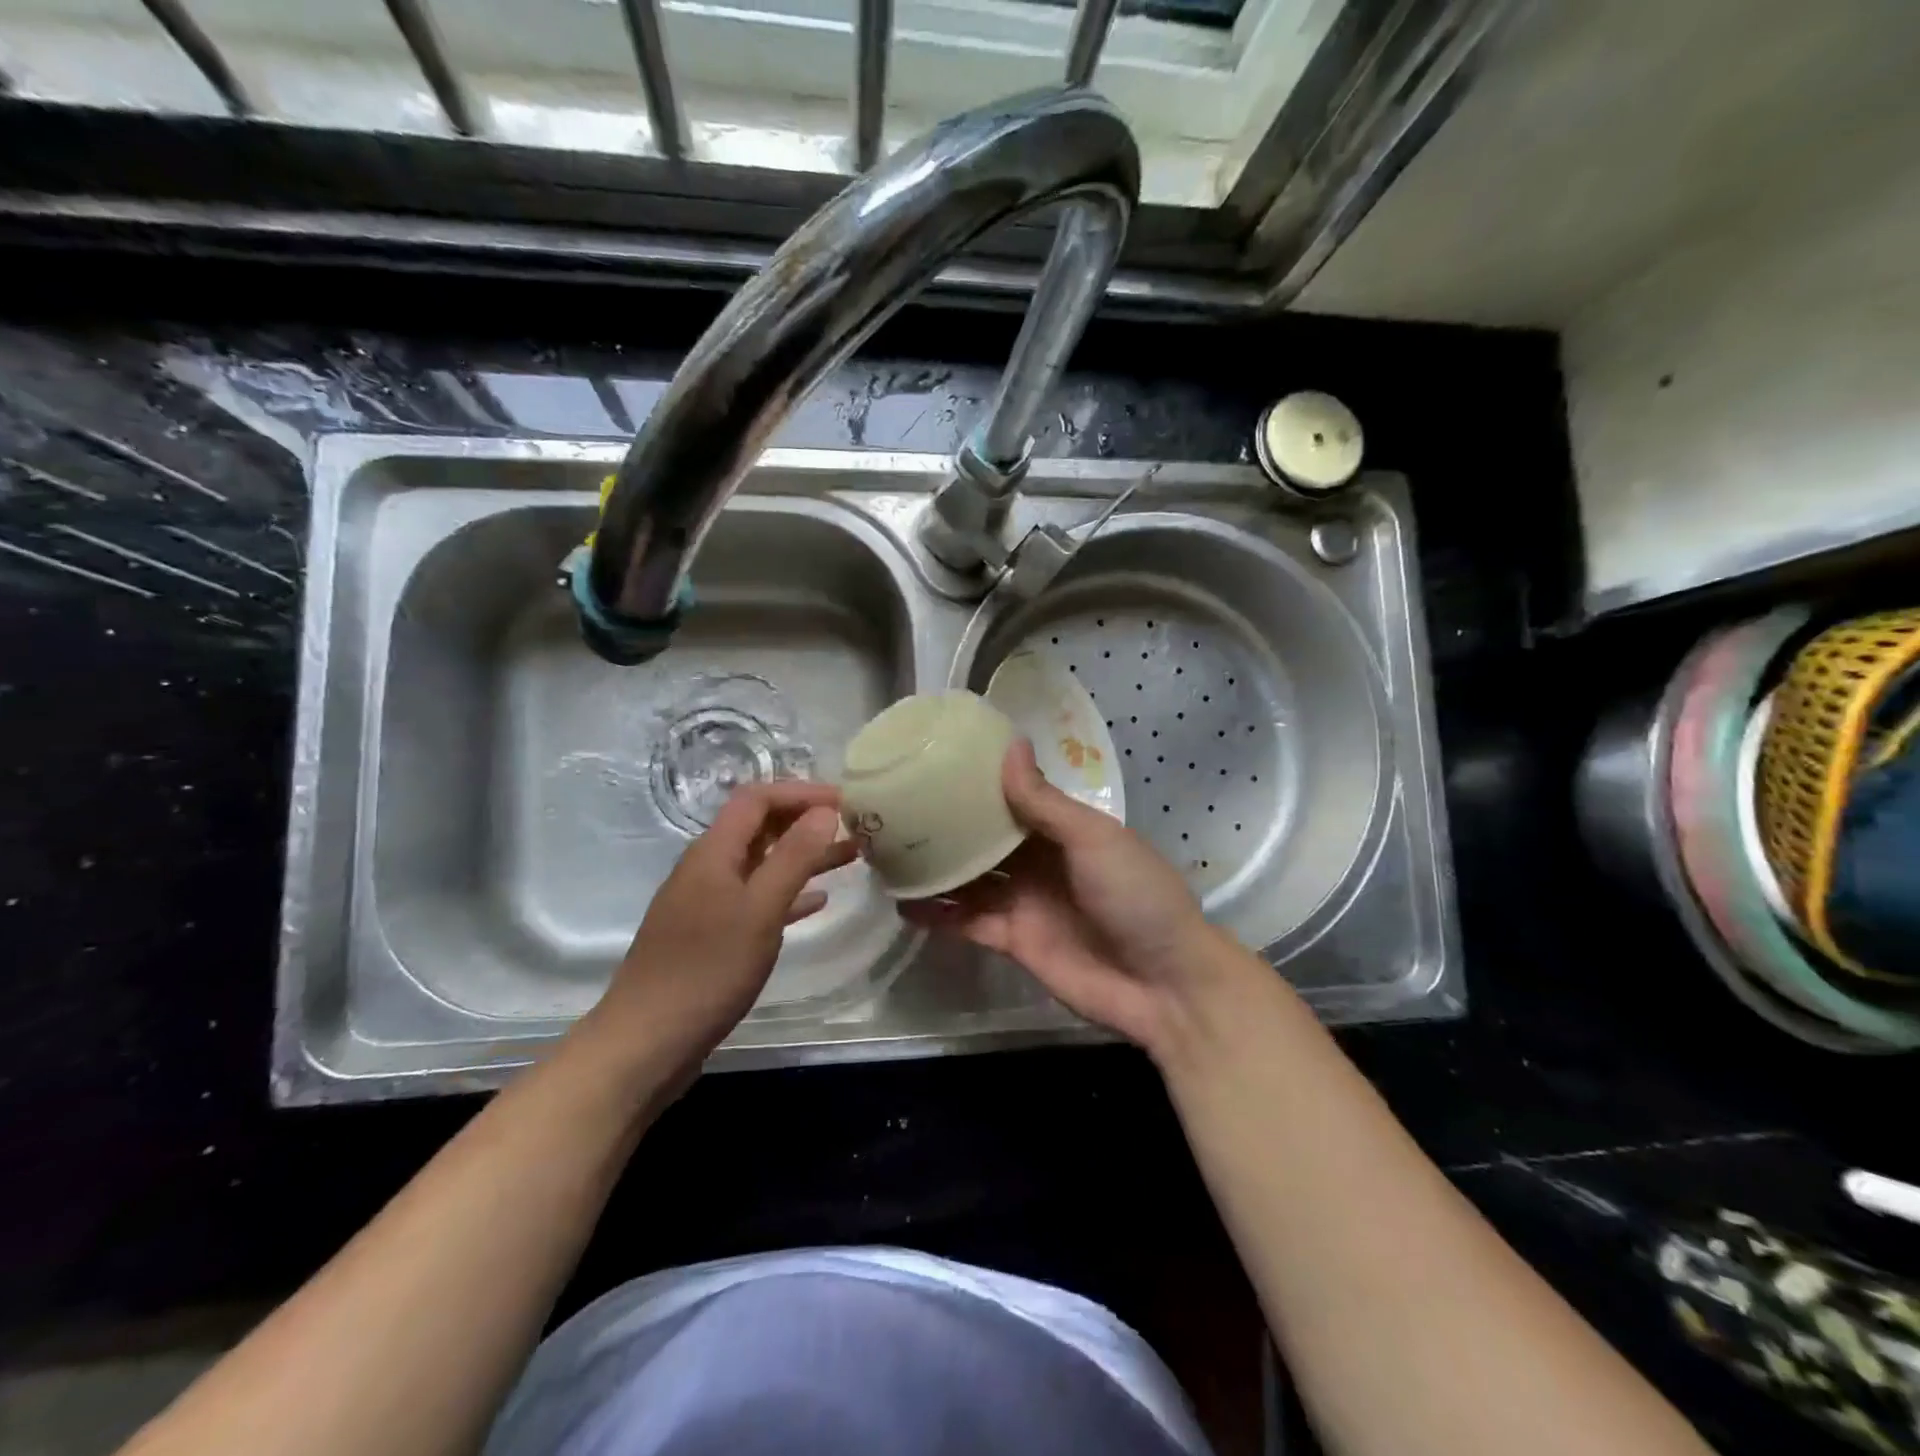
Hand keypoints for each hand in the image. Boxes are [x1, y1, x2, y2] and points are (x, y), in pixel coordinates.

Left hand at [585, 781, 855, 1077]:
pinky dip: (787, 893)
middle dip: (805, 820)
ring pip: (762, 864)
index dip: (800, 792)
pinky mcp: (710, 935)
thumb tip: (825, 811)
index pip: (757, 798)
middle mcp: (708, 868)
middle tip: (854, 825)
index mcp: (713, 852)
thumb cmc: (707, 970)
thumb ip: (794, 857)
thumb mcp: (760, 910)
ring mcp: (707, 902)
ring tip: (850, 856)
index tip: (844, 800)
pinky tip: (817, 901)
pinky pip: (756, 899)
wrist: (646, 1043)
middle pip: (759, 827)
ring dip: (803, 856)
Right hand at [902, 739, 1239, 1059]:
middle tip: (898, 808)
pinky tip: (904, 905)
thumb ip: (1044, 802)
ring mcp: (1024, 902)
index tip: (936, 763)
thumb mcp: (1093, 839)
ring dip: (937, 869)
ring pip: (970, 879)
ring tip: (890, 853)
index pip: (1012, 798)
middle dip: (948, 826)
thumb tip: (1009, 745)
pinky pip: (969, 922)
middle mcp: (1038, 861)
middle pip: (984, 839)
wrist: (1165, 985)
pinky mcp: (1014, 941)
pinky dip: (940, 915)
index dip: (978, 783)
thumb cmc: (1136, 896)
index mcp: (1062, 830)